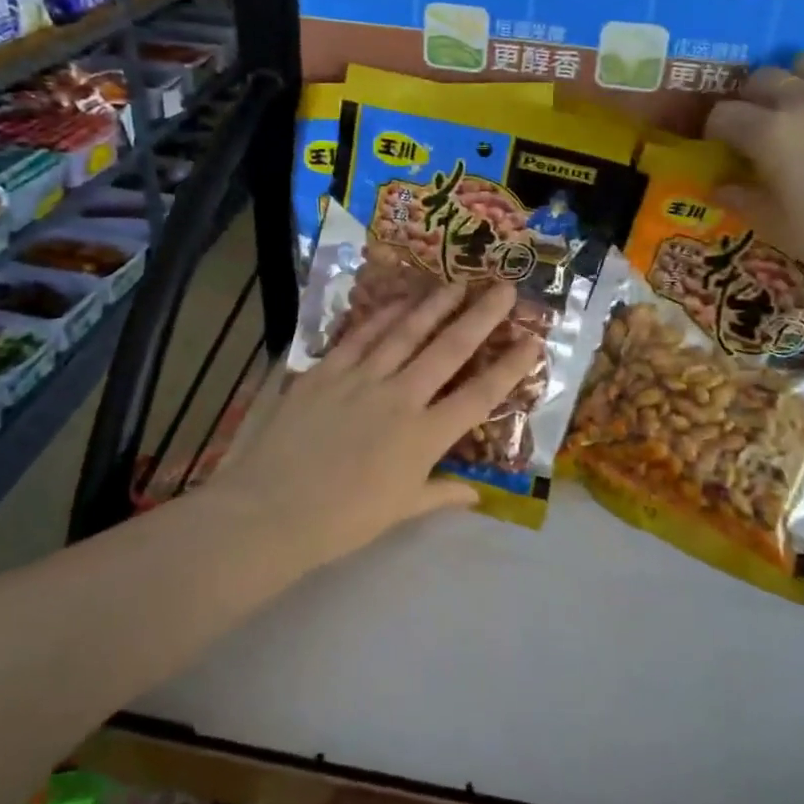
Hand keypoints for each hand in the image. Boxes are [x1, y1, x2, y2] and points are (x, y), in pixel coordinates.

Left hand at [210, 281, 541, 553]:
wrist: (270, 512)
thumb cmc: (341, 521)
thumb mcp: (399, 511)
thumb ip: (440, 493)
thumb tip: (476, 495)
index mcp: (424, 437)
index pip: (479, 396)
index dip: (510, 367)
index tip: (533, 341)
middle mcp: (400, 398)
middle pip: (449, 349)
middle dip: (481, 316)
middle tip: (504, 288)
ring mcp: (361, 378)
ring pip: (406, 332)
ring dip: (435, 304)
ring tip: (457, 283)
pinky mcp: (326, 371)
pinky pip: (361, 335)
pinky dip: (383, 316)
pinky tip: (399, 300)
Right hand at [704, 52, 803, 296]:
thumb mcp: (778, 228)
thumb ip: (743, 201)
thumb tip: (718, 187)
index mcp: (771, 133)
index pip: (724, 114)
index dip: (715, 130)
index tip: (721, 147)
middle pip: (763, 78)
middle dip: (750, 98)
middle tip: (757, 127)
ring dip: (796, 80)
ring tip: (802, 109)